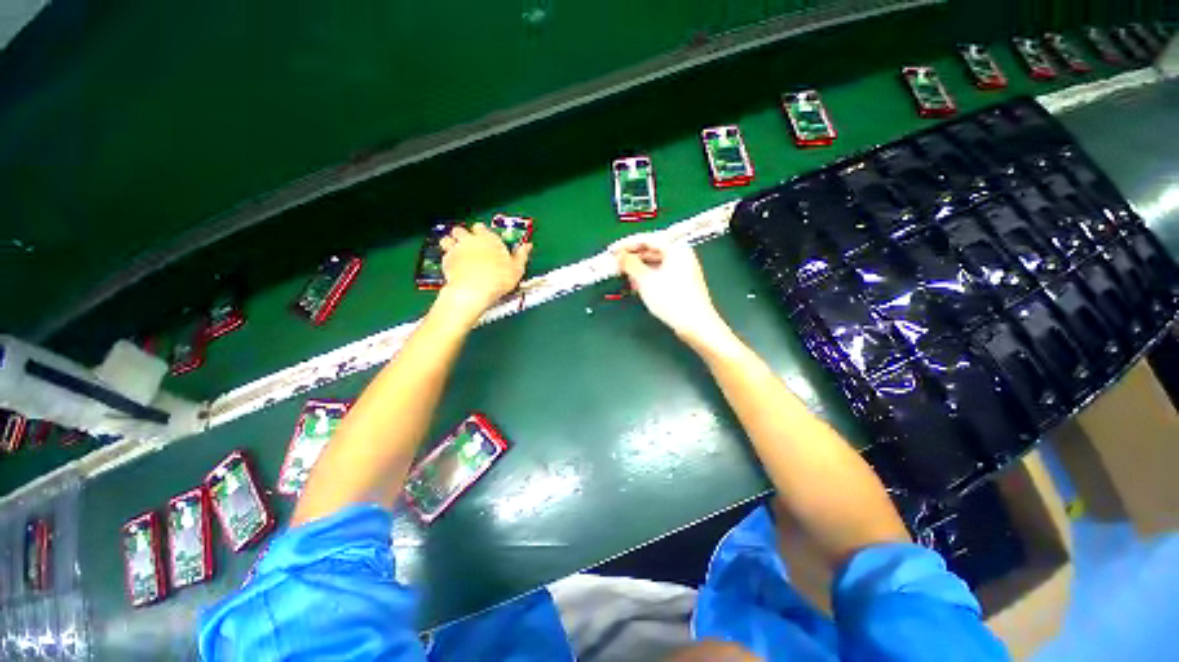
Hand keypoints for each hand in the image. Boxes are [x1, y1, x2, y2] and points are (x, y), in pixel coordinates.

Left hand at [438, 223, 530, 319]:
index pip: (480, 227)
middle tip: (469, 245)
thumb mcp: (517, 268)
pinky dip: (447, 258)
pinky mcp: (446, 260)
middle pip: (461, 230)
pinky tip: (453, 266)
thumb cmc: (498, 279)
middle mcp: (470, 239)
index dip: (481, 232)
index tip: (485, 239)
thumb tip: (527, 246)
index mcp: (488, 238)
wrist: (474, 290)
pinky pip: (443, 254)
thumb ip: (521, 255)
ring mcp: (456, 248)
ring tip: (457, 252)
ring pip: (447, 239)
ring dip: (451, 243)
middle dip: (463, 235)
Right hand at [615, 236, 732, 347]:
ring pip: (655, 263)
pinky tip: (638, 285)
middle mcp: (681, 255)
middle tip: (616, 263)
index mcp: (676, 249)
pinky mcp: (681, 282)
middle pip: (652, 250)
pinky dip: (648, 276)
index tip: (612, 250)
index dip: (627, 244)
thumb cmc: (672, 300)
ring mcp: (683, 269)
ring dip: (639, 268)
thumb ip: (630, 264)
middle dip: (632, 257)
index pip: (647, 239)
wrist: (695, 324)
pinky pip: (661, 273)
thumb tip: (620, 256)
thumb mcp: (646, 280)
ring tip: (625, 275)